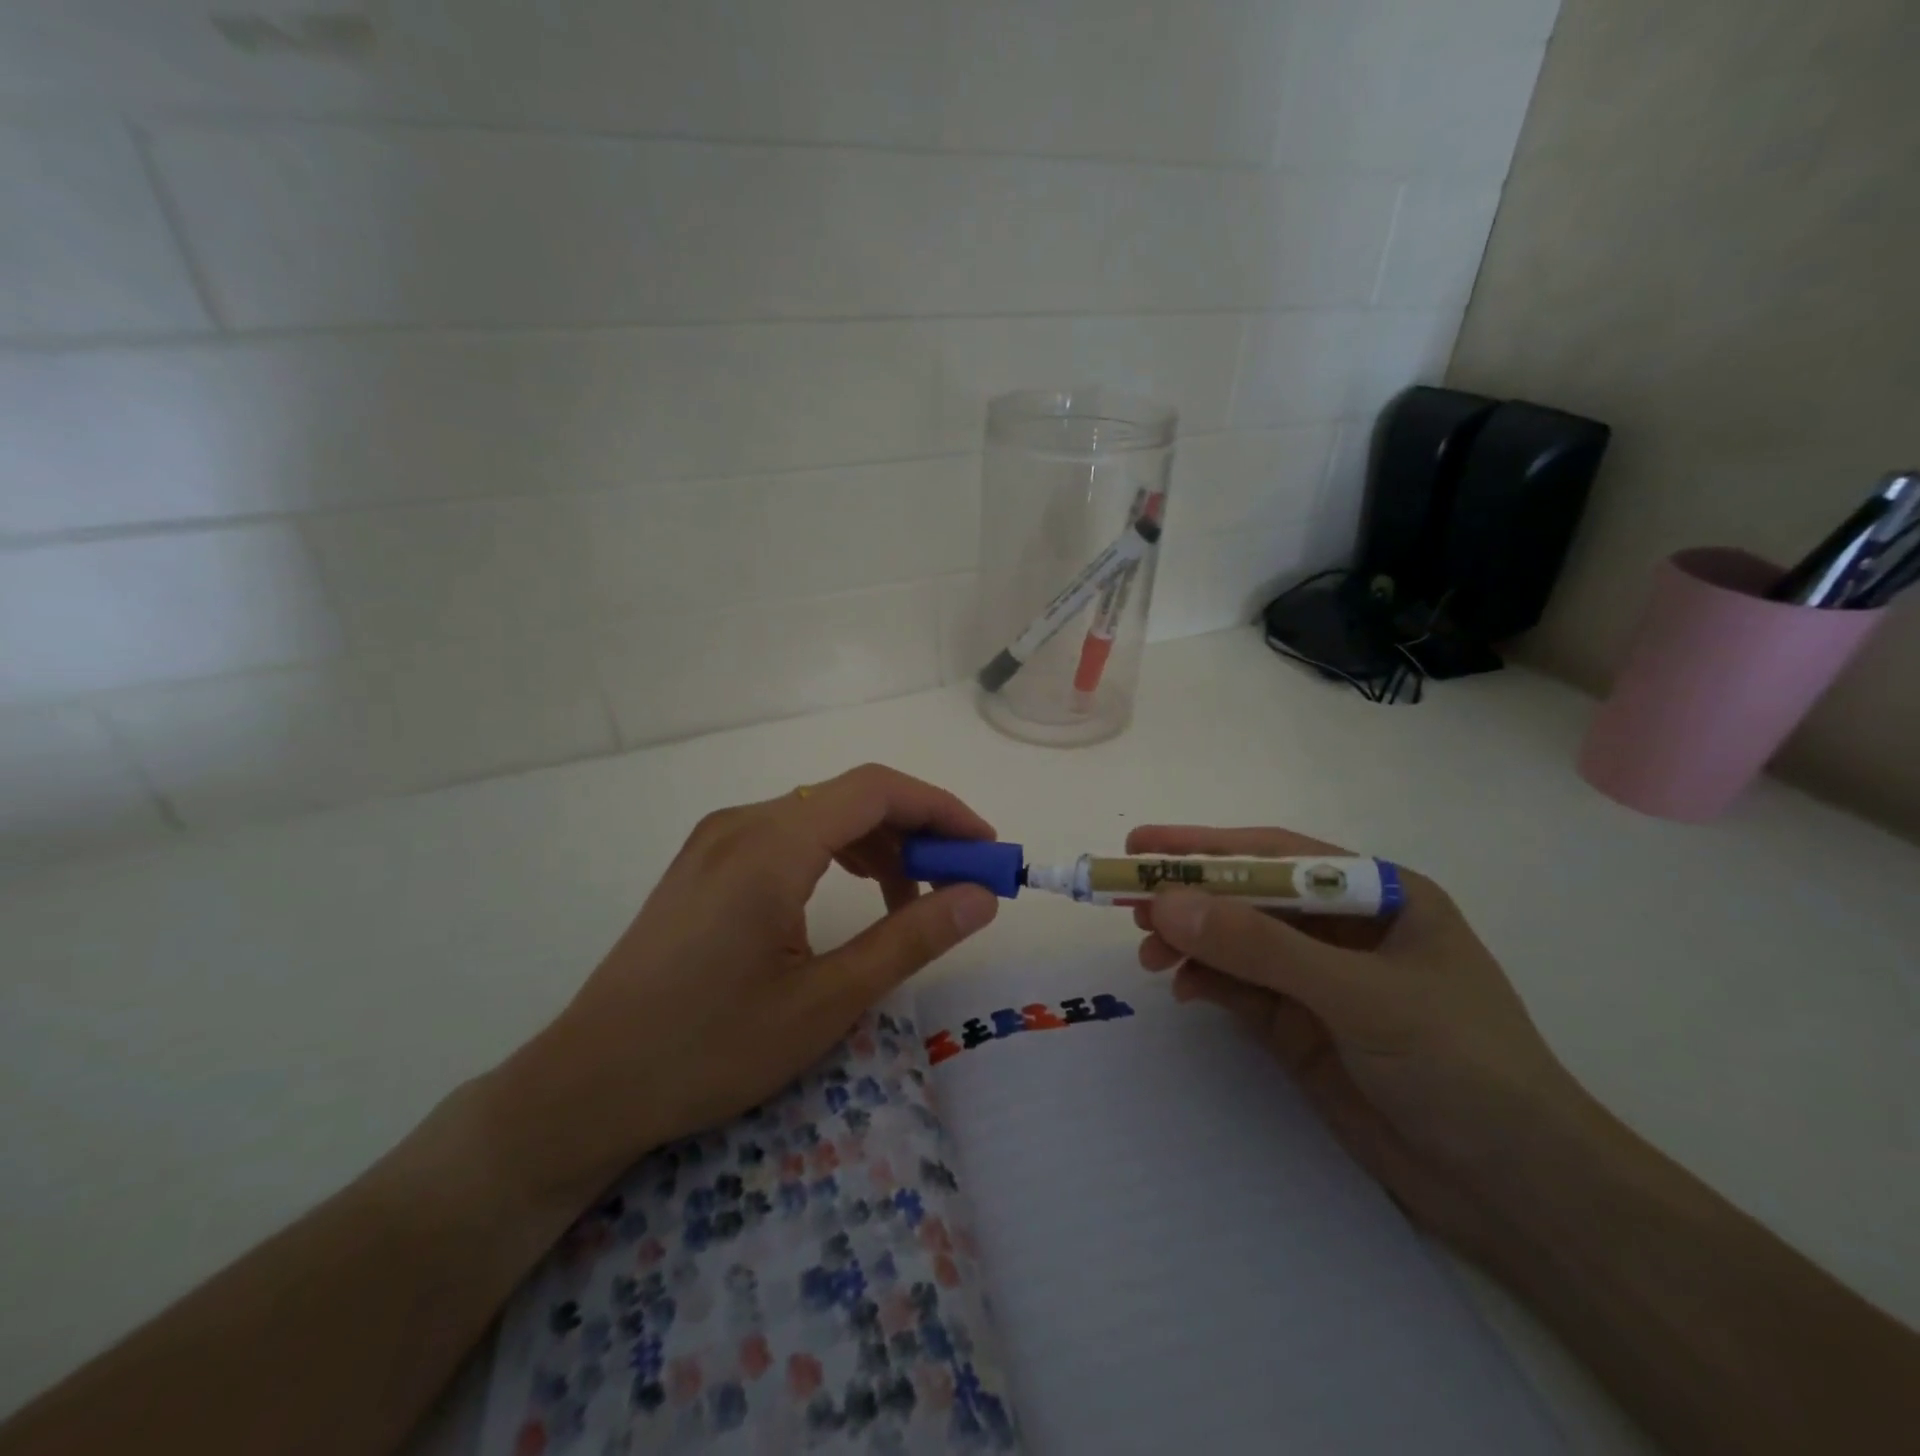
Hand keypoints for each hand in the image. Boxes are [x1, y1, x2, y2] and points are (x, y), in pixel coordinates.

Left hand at [488, 765, 999, 1208]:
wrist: (586, 1086)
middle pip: (850, 797)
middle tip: (957, 886)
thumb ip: (910, 938)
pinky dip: (835, 856)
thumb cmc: (710, 1048)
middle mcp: (742, 822)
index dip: (942, 810)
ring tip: (909, 903)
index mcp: (771, 844)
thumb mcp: (825, 1001)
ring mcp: (717, 840)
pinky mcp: (704, 863)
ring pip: (820, 815)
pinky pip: (788, 836)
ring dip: (877, 846)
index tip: (985, 850)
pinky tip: (850, 899)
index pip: (877, 790)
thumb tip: (980, 896)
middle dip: (915, 832)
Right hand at [1129, 825, 1584, 1258]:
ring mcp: (1320, 981)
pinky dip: (1206, 982)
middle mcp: (1345, 929)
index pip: (1277, 855)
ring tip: (1148, 951)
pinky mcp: (1302, 1028)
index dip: (1207, 846)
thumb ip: (1260, 946)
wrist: (1519, 1193)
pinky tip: (1182, 988)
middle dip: (1190, 896)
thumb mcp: (1359, 994)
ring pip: (1237, 944)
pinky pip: (1240, 989)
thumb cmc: (1461, 1064)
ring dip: (1191, 941)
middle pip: (1249, 897)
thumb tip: (1165, 903)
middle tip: (1126, 900)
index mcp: (1378, 895)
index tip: (1142, 843)